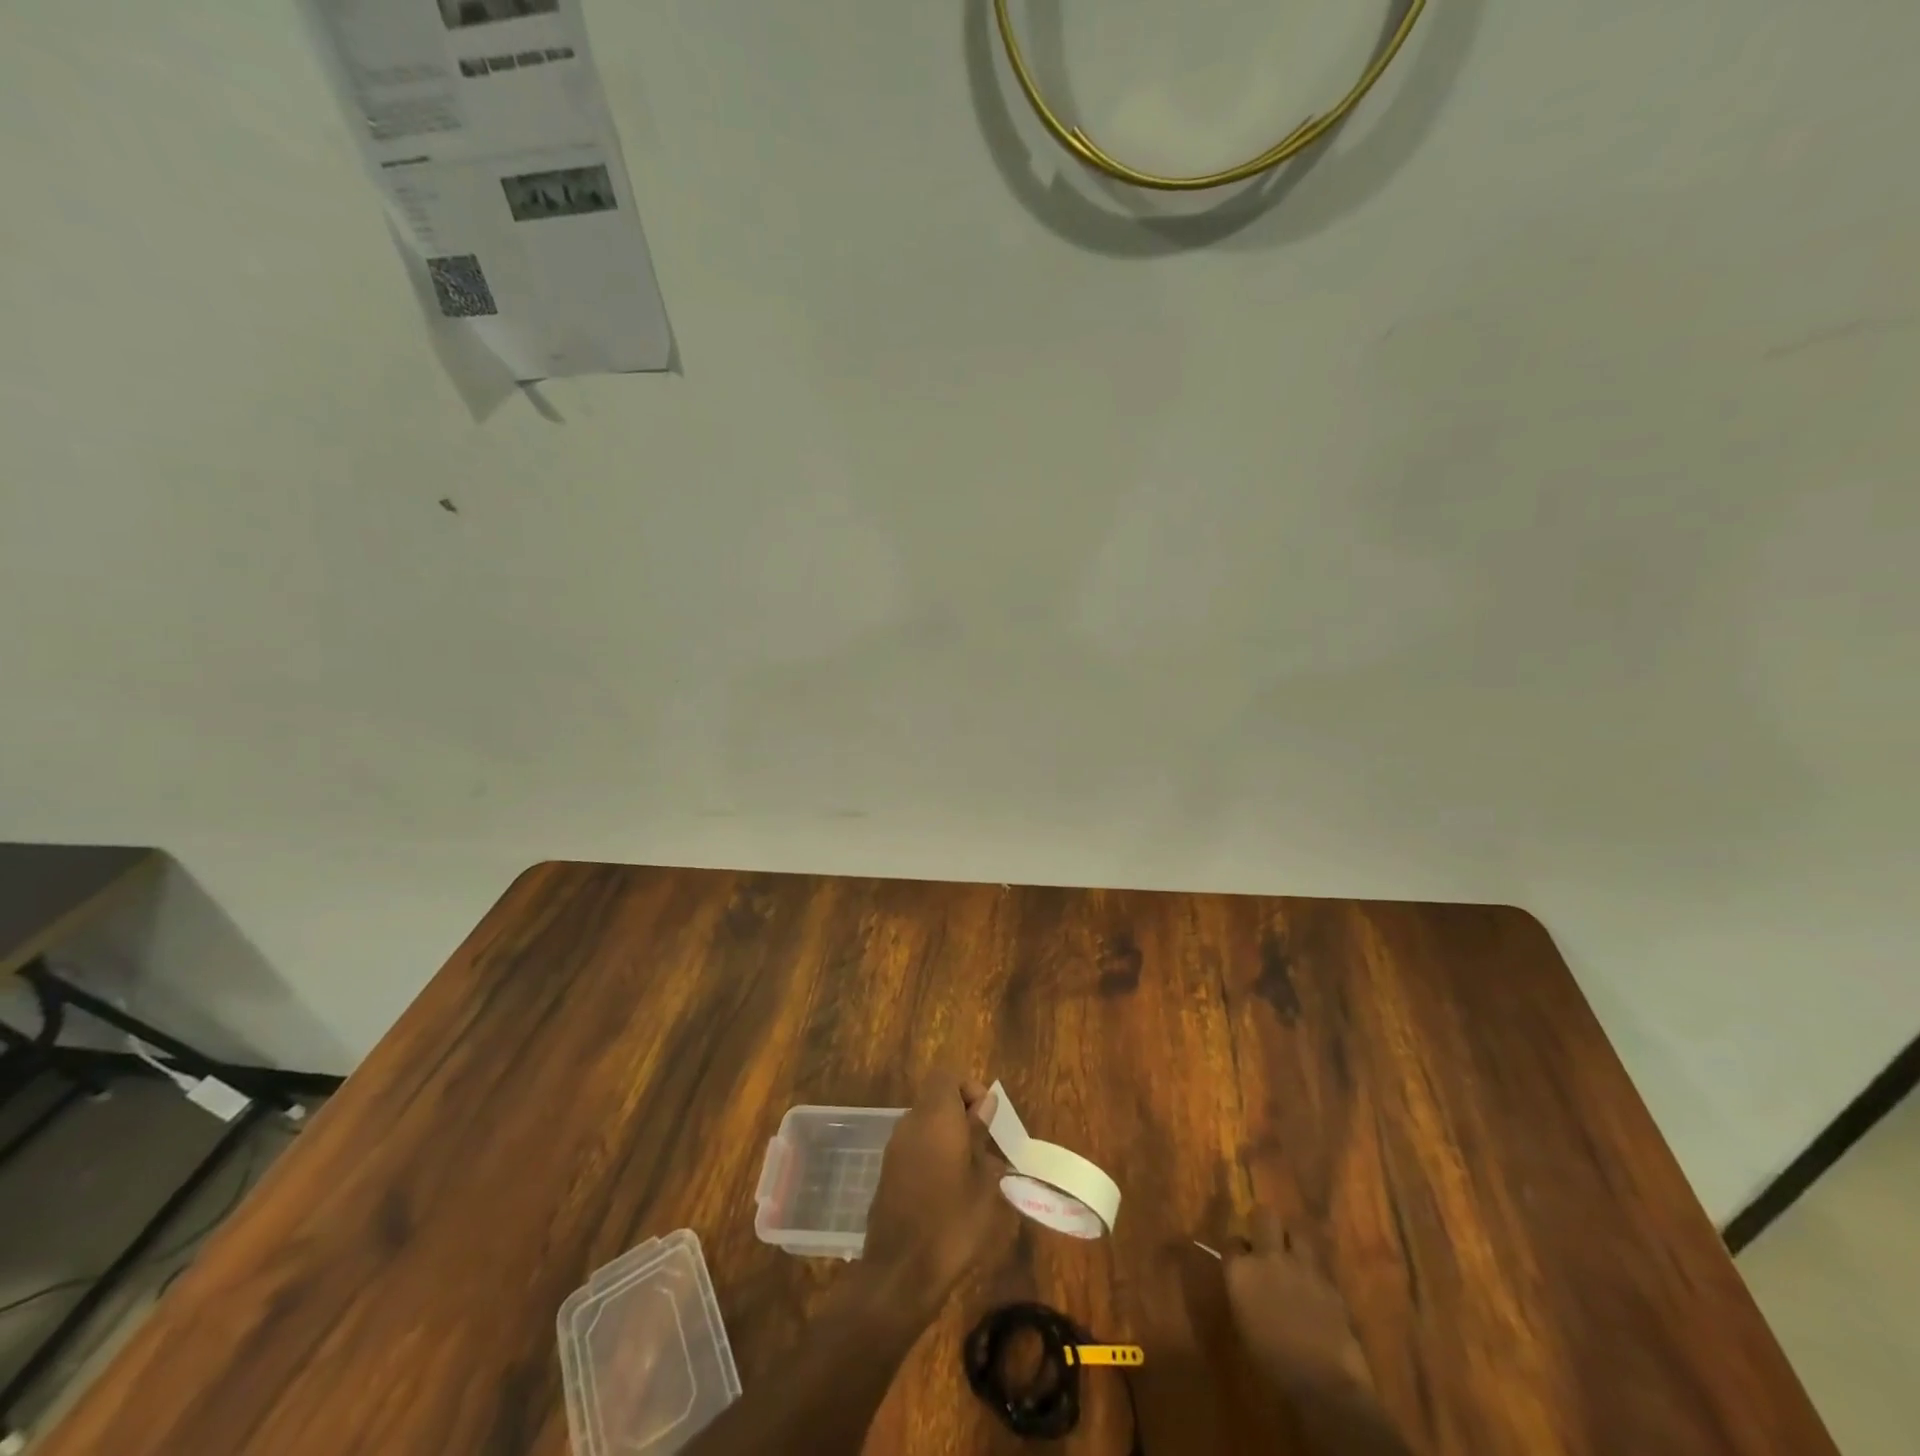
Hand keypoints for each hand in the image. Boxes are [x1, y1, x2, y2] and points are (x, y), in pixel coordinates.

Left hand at [862, 1071, 1013, 1307]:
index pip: (947, 1077)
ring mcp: (894, 1148)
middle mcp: (910, 1123)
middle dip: (961, 1115)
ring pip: (925, 1124)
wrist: (900, 1274)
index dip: (969, 1089)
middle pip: (936, 1099)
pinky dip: (932, 1155)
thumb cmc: (952, 1224)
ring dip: (947, 1136)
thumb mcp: (983, 1182)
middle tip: (984, 1149)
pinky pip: (914, 1147)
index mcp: (935, 1117)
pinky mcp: (887, 1172)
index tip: (987, 1120)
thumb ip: (981, 1137)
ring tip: (971, 1174)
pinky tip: (948, 1192)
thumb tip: (984, 1107)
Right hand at [1221, 1212, 1412, 1453]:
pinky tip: (1313, 1285)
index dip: (1239, 1249)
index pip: (1233, 1241)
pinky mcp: (1329, 1280)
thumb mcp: (1245, 1324)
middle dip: (1265, 1224)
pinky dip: (1314, 1269)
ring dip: (1292, 1240)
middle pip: (1265, 1215)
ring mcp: (1301, 1265)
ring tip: (1293, 1256)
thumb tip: (1246, 1280)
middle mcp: (1268, 1257)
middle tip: (1267, 1242)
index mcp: (1240, 1270)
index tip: (1242, 1259)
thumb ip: (1244, 1292)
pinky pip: (1318, 1263)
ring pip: (1296, 1230)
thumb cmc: (1272, 1363)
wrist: (1323, 1384)